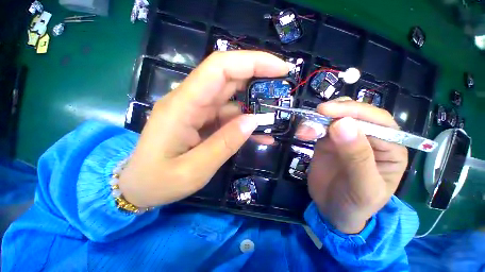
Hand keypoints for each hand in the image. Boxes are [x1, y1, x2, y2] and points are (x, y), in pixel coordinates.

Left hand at [119, 51, 287, 207]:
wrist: (139, 186)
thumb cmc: (158, 181)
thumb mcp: (194, 170)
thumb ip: (224, 144)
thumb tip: (254, 121)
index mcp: (183, 106)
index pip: (219, 68)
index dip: (252, 62)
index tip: (280, 68)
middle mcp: (190, 100)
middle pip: (228, 76)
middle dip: (259, 77)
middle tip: (284, 87)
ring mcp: (196, 110)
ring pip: (231, 97)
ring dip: (255, 103)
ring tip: (276, 116)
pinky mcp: (201, 120)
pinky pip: (228, 115)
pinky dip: (245, 121)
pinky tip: (260, 133)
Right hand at [296, 98, 407, 233]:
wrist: (333, 211)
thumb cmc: (356, 204)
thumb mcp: (363, 187)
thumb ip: (357, 157)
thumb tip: (342, 124)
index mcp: (390, 148)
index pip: (378, 121)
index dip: (354, 112)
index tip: (328, 111)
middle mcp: (370, 139)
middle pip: (355, 114)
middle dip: (335, 112)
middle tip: (317, 114)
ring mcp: (346, 139)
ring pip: (334, 118)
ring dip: (317, 120)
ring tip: (304, 131)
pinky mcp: (327, 142)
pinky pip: (319, 128)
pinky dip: (309, 127)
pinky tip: (302, 133)